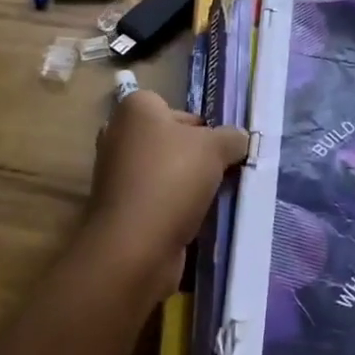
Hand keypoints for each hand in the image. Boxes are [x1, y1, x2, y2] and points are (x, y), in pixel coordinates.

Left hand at [79, 89, 248, 306]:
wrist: (135, 246)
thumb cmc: (172, 179)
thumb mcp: (216, 148)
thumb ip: (232, 137)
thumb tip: (238, 139)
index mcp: (135, 109)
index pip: (175, 108)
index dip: (202, 125)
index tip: (222, 147)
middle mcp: (118, 135)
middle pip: (171, 140)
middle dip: (197, 155)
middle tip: (225, 171)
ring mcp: (115, 174)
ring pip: (165, 171)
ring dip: (188, 184)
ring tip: (216, 197)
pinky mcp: (119, 208)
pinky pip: (157, 198)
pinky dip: (175, 207)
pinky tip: (197, 218)